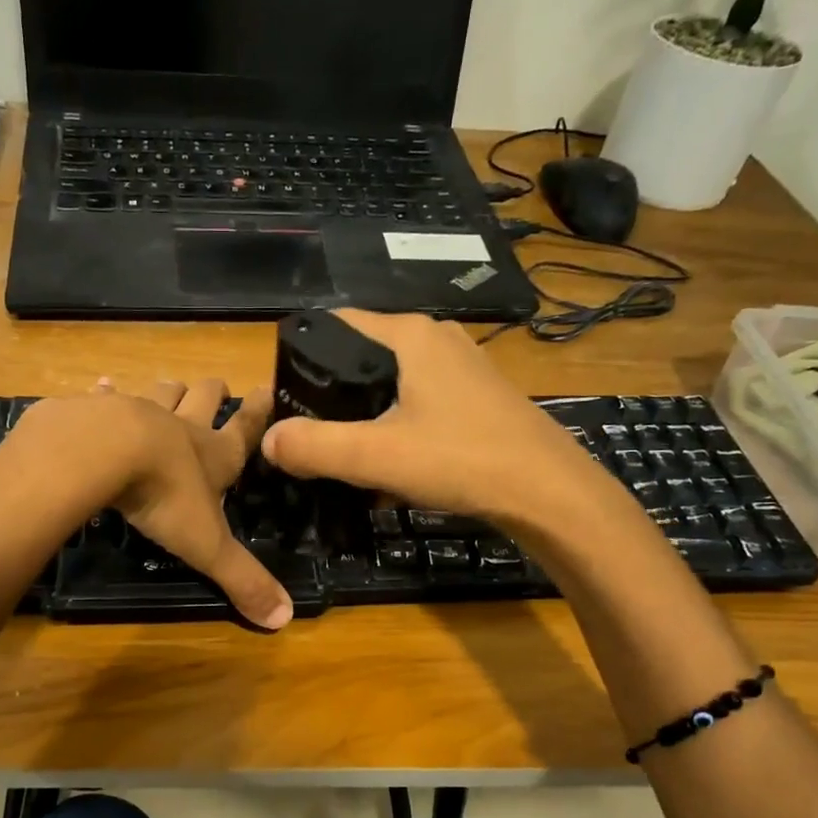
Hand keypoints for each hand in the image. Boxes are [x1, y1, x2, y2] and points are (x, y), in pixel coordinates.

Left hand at [18, 377, 291, 629]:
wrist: (103, 453)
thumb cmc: (165, 497)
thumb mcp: (208, 546)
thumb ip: (242, 579)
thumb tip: (284, 619)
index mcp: (213, 456)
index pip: (244, 430)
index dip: (259, 413)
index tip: (269, 389)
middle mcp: (180, 427)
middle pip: (204, 398)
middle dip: (213, 393)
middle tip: (218, 387)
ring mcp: (138, 412)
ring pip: (161, 392)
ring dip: (169, 390)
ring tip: (172, 387)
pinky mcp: (96, 411)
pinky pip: (105, 396)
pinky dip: (107, 392)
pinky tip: (103, 386)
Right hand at [260, 310, 628, 533]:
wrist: (549, 494)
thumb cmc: (462, 460)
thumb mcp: (376, 456)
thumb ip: (315, 447)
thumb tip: (268, 441)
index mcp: (409, 335)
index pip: (335, 323)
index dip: (301, 357)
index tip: (282, 399)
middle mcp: (436, 339)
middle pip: (360, 358)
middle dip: (330, 397)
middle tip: (308, 438)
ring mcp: (461, 368)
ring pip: (389, 386)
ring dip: (363, 420)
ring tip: (344, 459)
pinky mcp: (475, 399)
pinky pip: (417, 405)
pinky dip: (395, 430)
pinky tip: (389, 471)